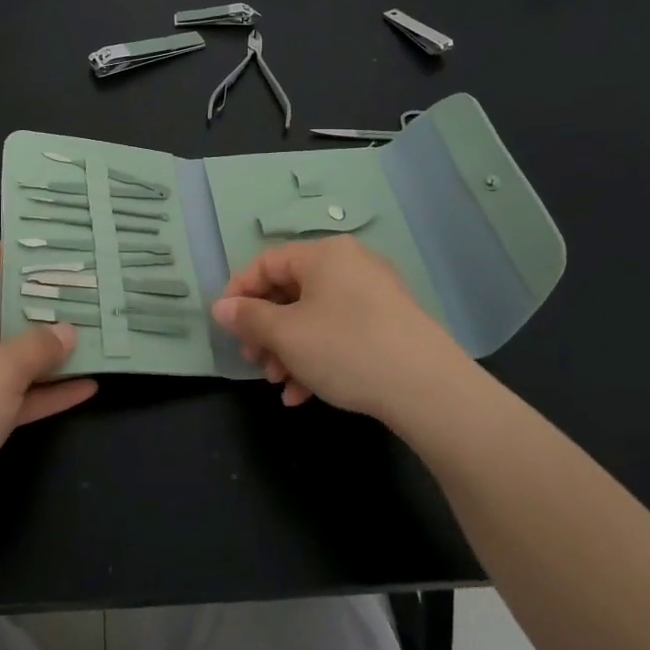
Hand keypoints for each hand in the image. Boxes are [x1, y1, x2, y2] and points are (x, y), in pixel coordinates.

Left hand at [0, 243, 95, 539]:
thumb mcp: (1, 369)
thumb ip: (39, 346)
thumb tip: (67, 331)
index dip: (3, 253)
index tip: (42, 248)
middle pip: (0, 315)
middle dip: (40, 308)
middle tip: (84, 297)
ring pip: (9, 360)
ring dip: (48, 355)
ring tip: (93, 341)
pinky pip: (11, 397)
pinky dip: (42, 393)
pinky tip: (84, 390)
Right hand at [211, 236, 471, 426]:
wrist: (429, 389)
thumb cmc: (346, 349)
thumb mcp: (287, 335)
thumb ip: (248, 318)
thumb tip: (220, 307)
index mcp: (323, 255)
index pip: (266, 263)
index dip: (238, 293)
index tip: (224, 326)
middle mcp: (349, 264)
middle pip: (290, 291)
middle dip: (265, 330)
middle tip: (254, 360)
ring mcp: (373, 294)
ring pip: (314, 316)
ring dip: (288, 350)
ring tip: (280, 384)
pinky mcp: (390, 324)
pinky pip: (340, 331)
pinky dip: (317, 357)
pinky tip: (305, 394)